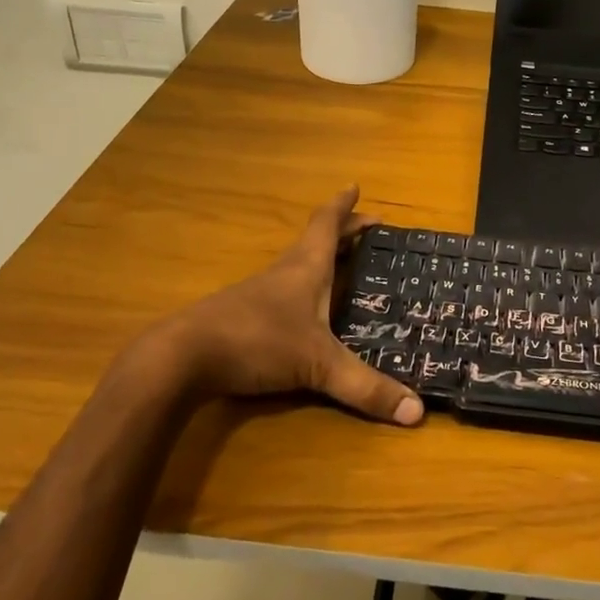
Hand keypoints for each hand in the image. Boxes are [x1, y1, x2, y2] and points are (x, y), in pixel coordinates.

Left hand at [149, 188, 423, 426]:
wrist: (183, 357)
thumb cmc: (258, 341)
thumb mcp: (318, 366)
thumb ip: (365, 387)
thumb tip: (417, 412)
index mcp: (306, 267)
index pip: (327, 224)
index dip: (344, 207)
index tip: (355, 186)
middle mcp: (285, 272)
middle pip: (316, 241)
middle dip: (344, 232)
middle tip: (369, 228)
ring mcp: (261, 293)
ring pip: (299, 265)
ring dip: (324, 259)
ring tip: (346, 265)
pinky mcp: (244, 316)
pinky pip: (285, 290)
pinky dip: (305, 288)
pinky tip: (308, 310)